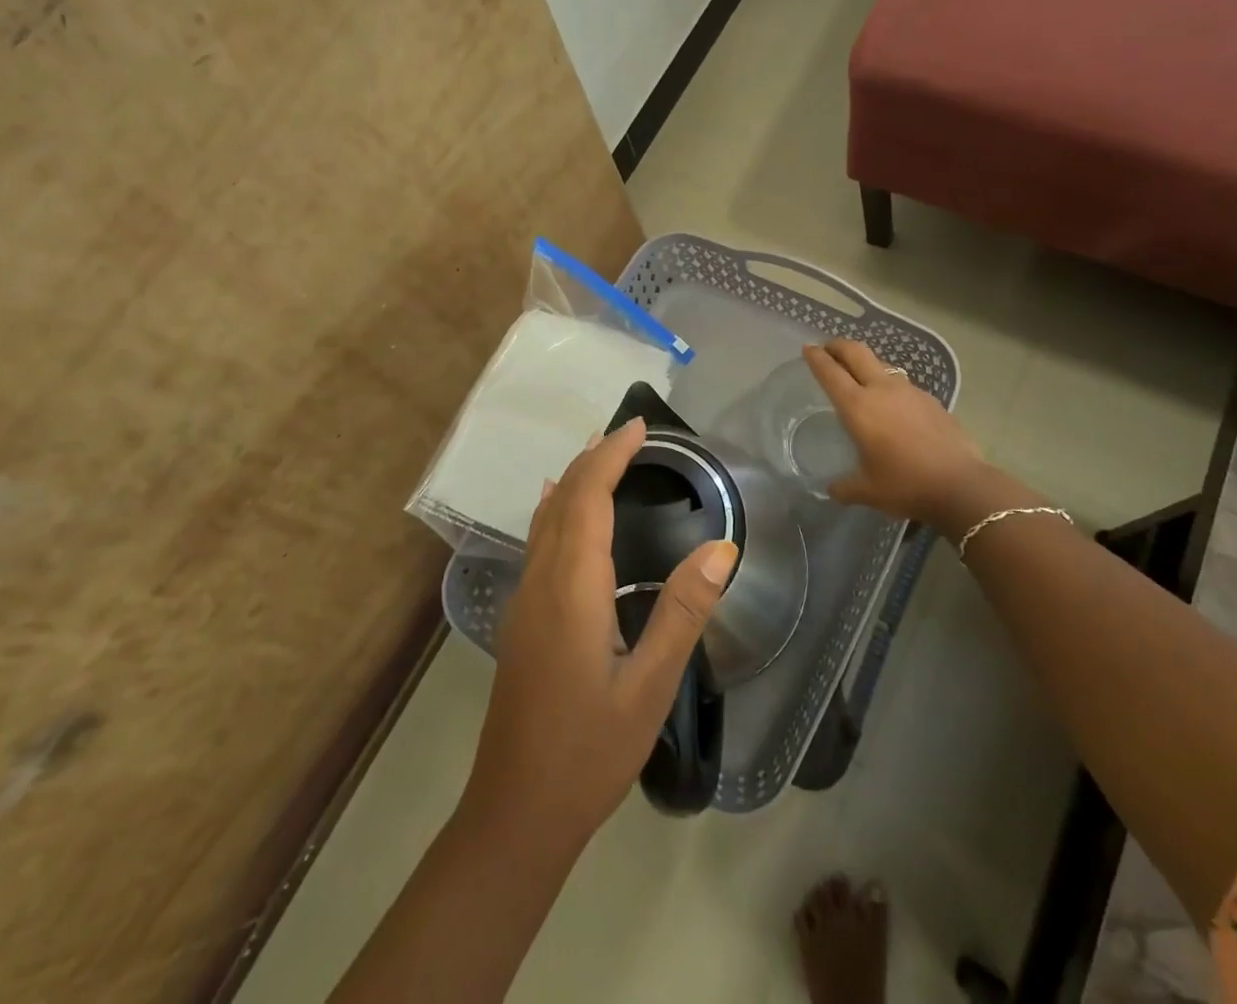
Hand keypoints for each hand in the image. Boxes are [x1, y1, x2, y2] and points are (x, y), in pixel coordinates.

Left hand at [464, 418, 737, 847]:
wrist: (515, 811)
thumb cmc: (589, 751)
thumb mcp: (649, 687)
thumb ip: (682, 613)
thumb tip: (721, 547)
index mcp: (572, 587)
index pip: (589, 498)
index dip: (611, 456)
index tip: (638, 426)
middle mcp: (540, 580)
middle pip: (562, 498)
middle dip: (593, 458)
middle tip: (627, 432)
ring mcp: (523, 599)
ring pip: (545, 518)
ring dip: (572, 479)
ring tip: (599, 454)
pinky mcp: (519, 618)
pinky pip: (537, 540)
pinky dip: (555, 509)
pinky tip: (559, 510)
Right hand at [803, 340, 986, 537]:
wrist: (962, 486)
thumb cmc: (906, 485)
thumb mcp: (867, 491)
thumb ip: (845, 487)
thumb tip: (831, 489)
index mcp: (858, 407)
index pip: (830, 372)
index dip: (816, 358)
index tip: (808, 349)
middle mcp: (882, 390)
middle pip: (856, 352)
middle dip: (839, 346)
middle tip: (828, 348)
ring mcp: (910, 391)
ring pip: (882, 365)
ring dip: (866, 364)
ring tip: (860, 377)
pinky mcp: (931, 400)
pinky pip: (903, 384)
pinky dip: (890, 385)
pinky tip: (894, 406)